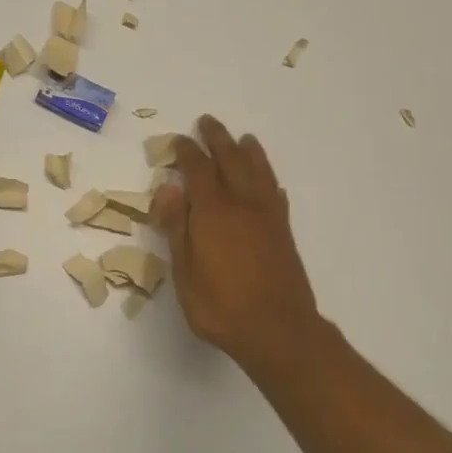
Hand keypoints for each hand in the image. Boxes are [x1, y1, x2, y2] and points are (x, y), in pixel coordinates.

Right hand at [153, 115, 321, 373]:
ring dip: (248, 151)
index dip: (187, 152)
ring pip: (259, 171)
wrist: (278, 330)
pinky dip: (269, 181)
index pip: (198, 170)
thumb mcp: (184, 272)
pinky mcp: (284, 231)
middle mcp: (243, 204)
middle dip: (218, 139)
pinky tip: (268, 183)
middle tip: (208, 122)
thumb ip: (177, 227)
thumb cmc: (221, 306)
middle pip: (231, 160)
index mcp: (213, 211)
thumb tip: (167, 188)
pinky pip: (276, 194)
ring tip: (243, 139)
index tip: (179, 140)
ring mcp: (268, 216)